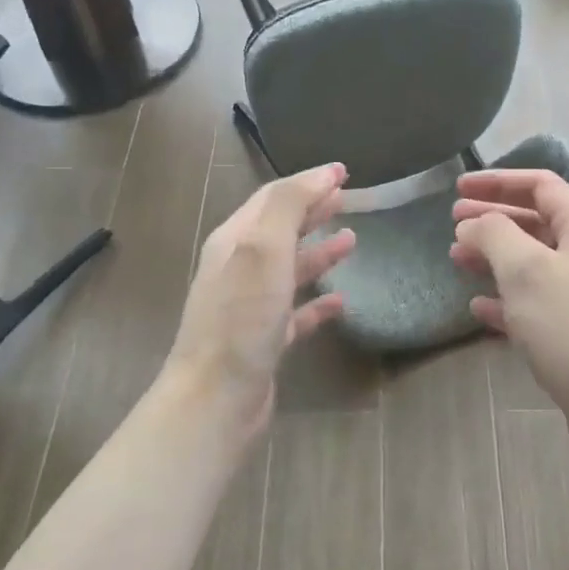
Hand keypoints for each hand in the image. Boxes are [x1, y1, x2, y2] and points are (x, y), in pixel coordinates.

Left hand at [167, 162, 355, 438]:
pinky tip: (340, 301)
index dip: (307, 182)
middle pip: (281, 230)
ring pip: (290, 269)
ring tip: (352, 241)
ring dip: (319, 252)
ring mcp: (251, 306)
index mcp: (234, 241)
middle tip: (347, 198)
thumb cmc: (241, 318)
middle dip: (312, 211)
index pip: (274, 198)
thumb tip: (321, 174)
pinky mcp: (265, 341)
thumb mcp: (264, 249)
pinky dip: (317, 302)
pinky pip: (296, 313)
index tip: (343, 172)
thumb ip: (289, 206)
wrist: (216, 398)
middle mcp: (239, 269)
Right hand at [450, 169, 568, 492]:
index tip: (457, 187)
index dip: (497, 181)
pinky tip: (478, 308)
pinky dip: (508, 300)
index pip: (540, 185)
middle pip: (537, 222)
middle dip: (493, 220)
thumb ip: (494, 234)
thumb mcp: (527, 271)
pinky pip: (539, 303)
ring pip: (534, 264)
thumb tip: (473, 223)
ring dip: (495, 259)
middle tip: (452, 224)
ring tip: (456, 260)